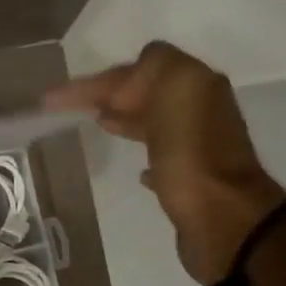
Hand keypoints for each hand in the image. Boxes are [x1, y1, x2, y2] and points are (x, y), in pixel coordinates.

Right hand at [47, 41, 285, 285]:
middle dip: (112, 95)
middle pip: (149, 92)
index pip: (144, 66)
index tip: (62, 99)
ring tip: (97, 124)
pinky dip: (144, 153)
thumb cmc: (192, 156)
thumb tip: (131, 78)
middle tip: (73, 108)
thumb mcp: (175, 91)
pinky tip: (135, 167)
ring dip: (127, 118)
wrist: (222, 219)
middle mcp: (200, 110)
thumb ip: (155, 67)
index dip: (103, 79)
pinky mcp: (191, 180)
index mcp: (196, 85)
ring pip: (155, 121)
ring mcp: (197, 146)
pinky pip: (163, 157)